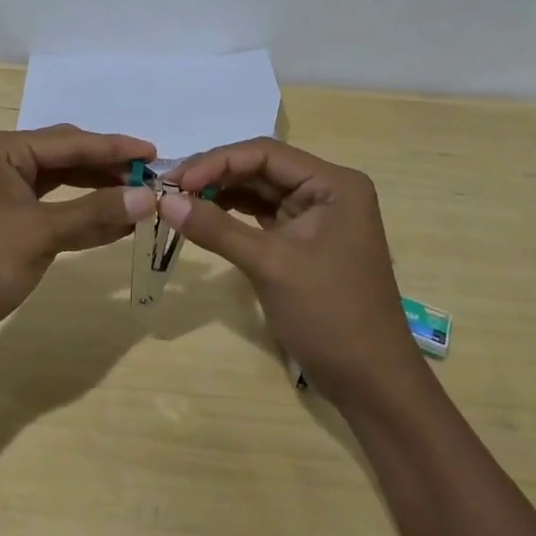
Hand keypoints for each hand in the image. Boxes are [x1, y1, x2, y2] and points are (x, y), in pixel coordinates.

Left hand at [0, 125, 156, 355]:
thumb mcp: (39, 234)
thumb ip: (95, 212)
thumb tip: (149, 197)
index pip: (68, 142)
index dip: (114, 147)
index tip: (155, 152)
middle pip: (63, 157)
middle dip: (106, 168)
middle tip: (150, 178)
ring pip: (57, 183)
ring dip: (94, 191)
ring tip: (137, 197)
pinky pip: (47, 207)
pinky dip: (77, 215)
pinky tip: (110, 222)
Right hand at [160, 138, 420, 407]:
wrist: (371, 382)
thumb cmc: (329, 314)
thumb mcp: (270, 265)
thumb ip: (217, 228)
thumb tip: (165, 200)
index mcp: (333, 184)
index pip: (266, 154)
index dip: (217, 161)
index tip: (176, 181)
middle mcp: (327, 191)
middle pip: (261, 169)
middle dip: (215, 177)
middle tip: (169, 191)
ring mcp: (317, 217)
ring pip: (259, 192)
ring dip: (220, 195)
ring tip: (179, 203)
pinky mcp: (304, 242)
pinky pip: (262, 217)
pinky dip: (232, 217)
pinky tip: (203, 219)